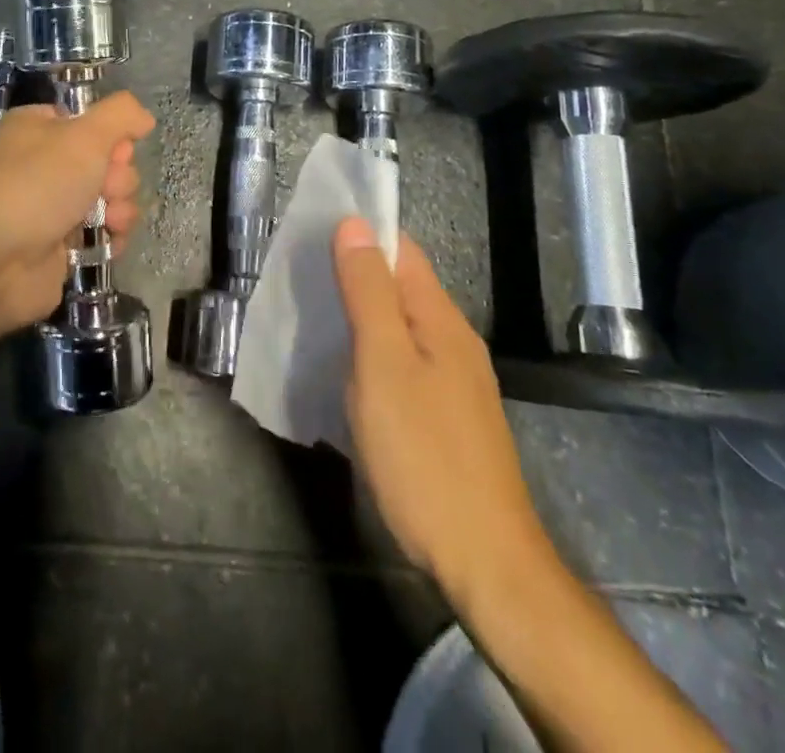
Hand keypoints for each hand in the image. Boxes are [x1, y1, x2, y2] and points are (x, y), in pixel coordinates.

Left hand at [0, 93, 155, 336]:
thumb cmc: (36, 185)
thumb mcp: (84, 135)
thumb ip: (120, 115)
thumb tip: (143, 116)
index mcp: (37, 129)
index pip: (90, 123)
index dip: (112, 137)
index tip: (118, 152)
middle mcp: (42, 165)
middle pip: (106, 162)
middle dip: (118, 178)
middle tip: (107, 190)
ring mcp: (49, 208)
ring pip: (108, 200)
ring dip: (121, 209)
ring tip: (110, 222)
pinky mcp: (58, 248)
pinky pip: (100, 235)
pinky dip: (111, 239)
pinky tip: (109, 244)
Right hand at [333, 218, 540, 594]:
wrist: (483, 560)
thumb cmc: (423, 453)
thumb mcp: (383, 363)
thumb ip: (368, 292)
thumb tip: (355, 224)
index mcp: (440, 318)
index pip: (401, 249)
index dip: (360, 233)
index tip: (311, 232)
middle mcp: (453, 340)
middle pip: (400, 285)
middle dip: (354, 273)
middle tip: (301, 275)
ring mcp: (454, 381)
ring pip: (400, 325)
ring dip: (360, 313)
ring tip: (312, 315)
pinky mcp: (446, 415)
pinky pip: (403, 361)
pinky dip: (371, 351)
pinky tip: (345, 370)